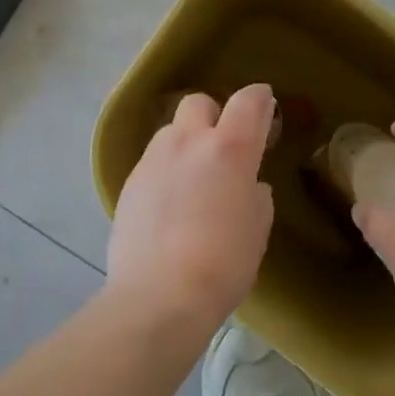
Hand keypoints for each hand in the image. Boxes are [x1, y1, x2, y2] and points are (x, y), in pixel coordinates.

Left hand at [106, 84, 276, 336]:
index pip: (249, 101)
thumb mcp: (257, 231)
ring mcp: (154, 159)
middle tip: (222, 147)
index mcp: (229, 148)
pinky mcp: (129, 182)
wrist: (157, 297)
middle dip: (214, 115)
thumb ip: (256, 198)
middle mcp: (188, 141)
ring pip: (171, 132)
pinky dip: (165, 172)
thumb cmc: (222, 264)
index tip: (265, 107)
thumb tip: (249, 187)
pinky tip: (169, 206)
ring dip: (185, 144)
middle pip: (199, 103)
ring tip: (192, 179)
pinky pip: (152, 163)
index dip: (260, 98)